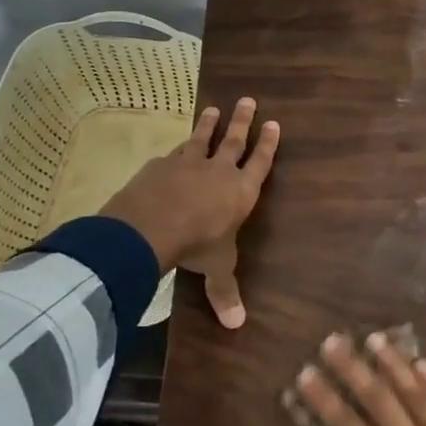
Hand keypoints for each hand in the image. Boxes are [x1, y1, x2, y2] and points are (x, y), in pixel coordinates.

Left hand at [99, 97, 278, 327]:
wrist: (151, 227)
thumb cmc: (197, 245)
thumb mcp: (216, 269)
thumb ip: (225, 292)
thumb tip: (237, 325)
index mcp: (240, 191)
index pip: (260, 163)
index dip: (268, 144)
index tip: (274, 123)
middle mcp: (218, 171)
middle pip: (233, 140)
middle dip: (242, 121)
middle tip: (248, 99)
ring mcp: (187, 164)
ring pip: (201, 138)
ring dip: (209, 124)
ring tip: (213, 108)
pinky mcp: (160, 165)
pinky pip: (172, 155)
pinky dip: (176, 151)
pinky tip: (172, 151)